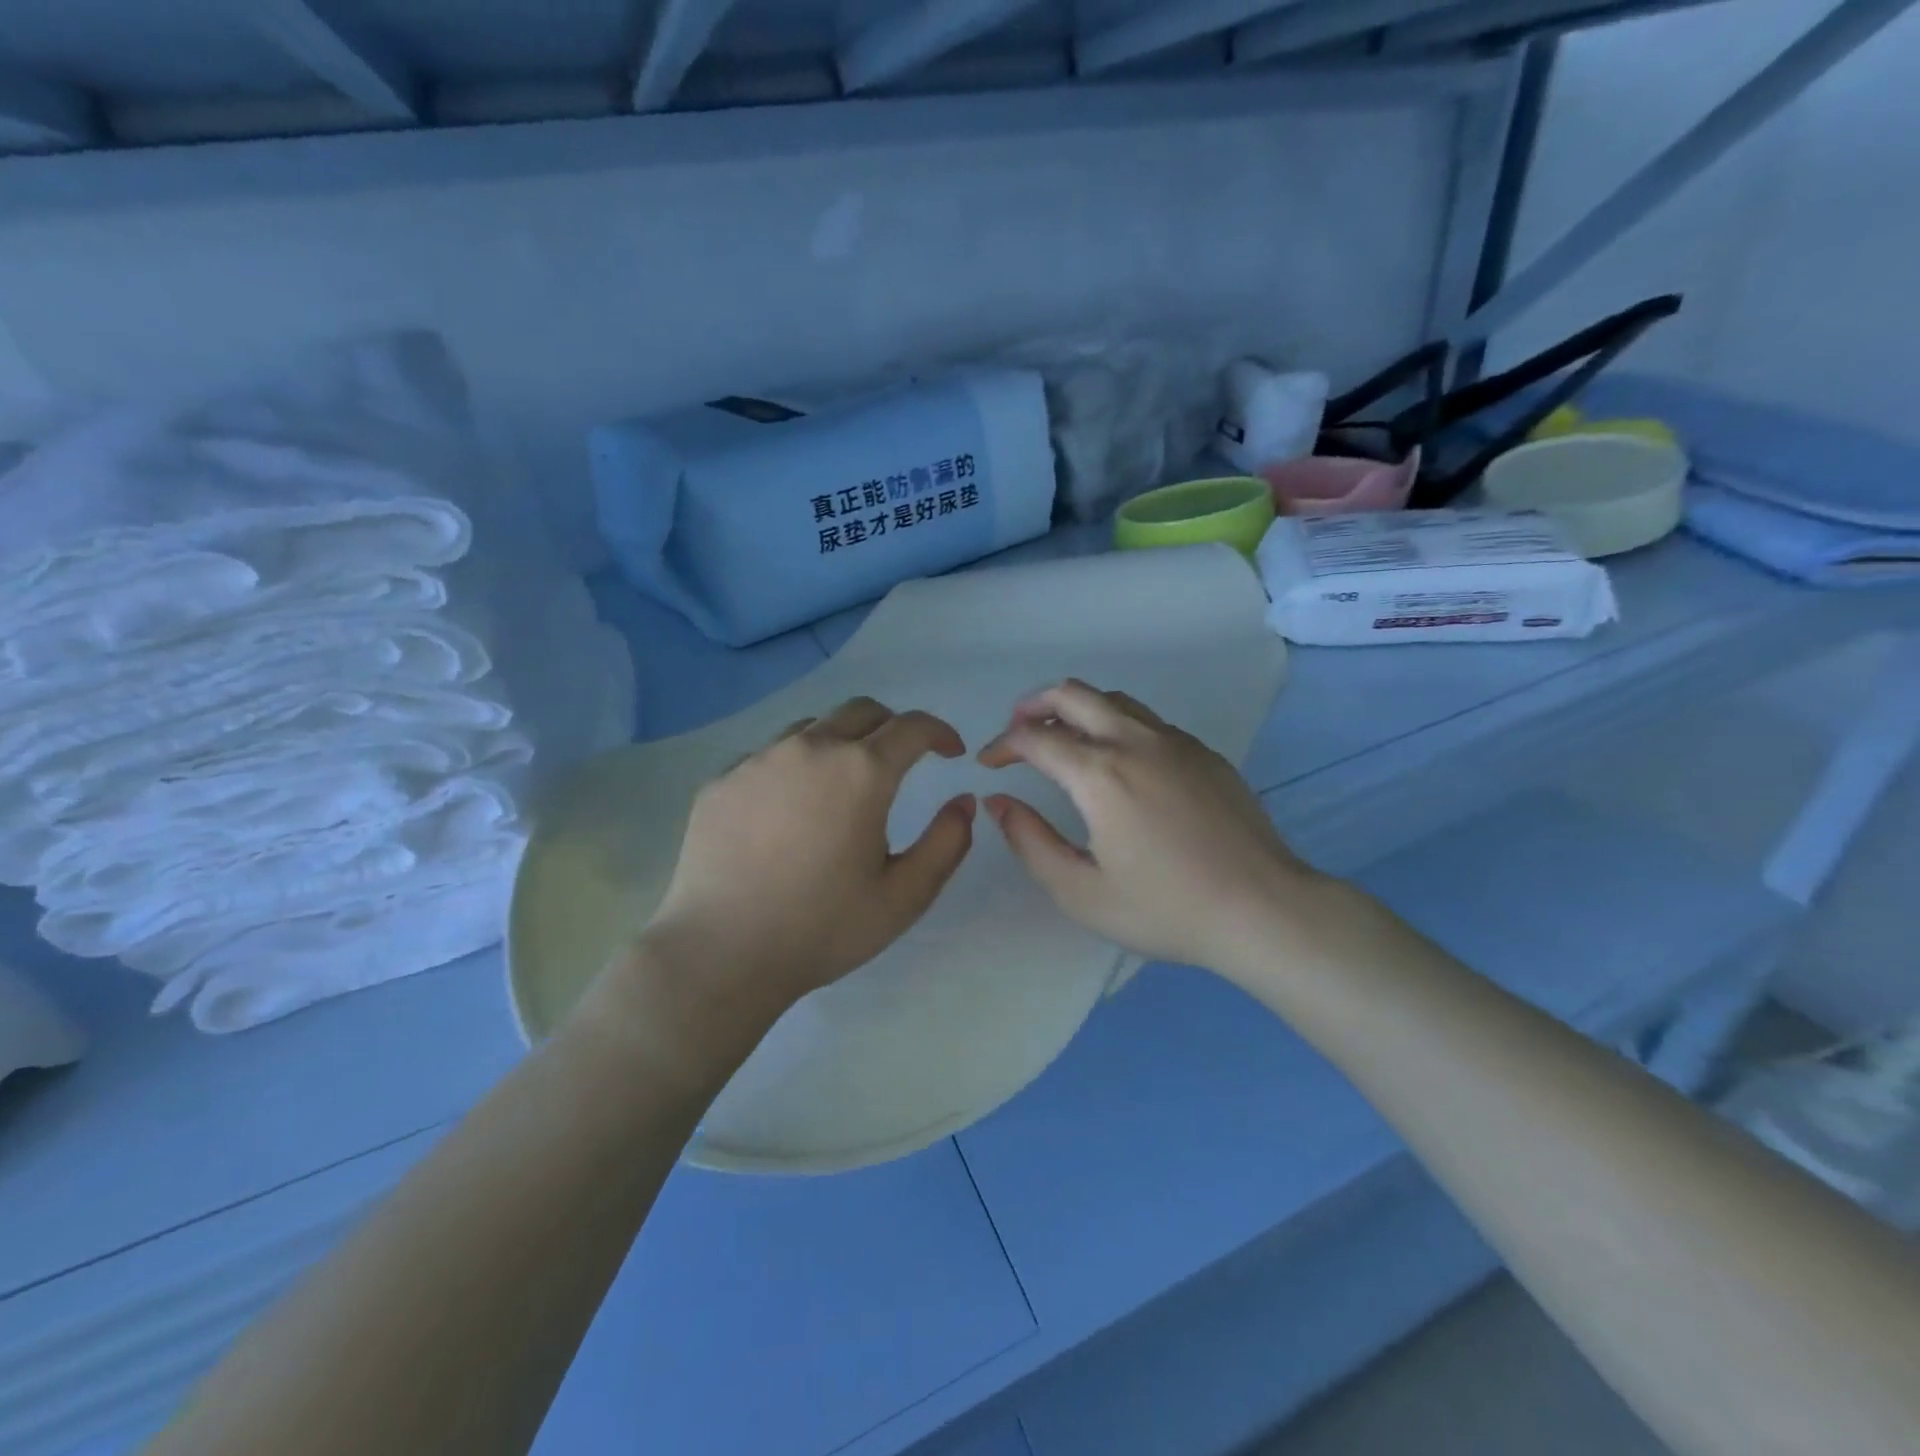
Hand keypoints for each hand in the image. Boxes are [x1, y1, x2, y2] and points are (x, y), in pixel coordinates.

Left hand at [636, 697, 975, 1019]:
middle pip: (862, 711)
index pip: (913, 726)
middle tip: (903, 760)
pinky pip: (768, 755)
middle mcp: (810, 748)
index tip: (951, 752)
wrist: (720, 954)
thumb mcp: (904, 897)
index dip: (940, 732)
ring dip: (841, 742)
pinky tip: (788, 810)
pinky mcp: (721, 780)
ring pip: (813, 727)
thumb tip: (963, 801)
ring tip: (843, 784)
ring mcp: (758, 760)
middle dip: (893, 727)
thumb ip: (946, 843)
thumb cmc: (822, 928)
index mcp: (861, 771)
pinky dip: (794, 766)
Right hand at [978, 679, 1327, 979]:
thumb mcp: (1081, 892)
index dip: (1002, 745)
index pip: (1034, 738)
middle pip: (1072, 694)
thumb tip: (999, 802)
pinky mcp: (1204, 753)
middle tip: (1017, 732)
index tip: (989, 765)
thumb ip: (1030, 842)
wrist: (1262, 909)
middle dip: (1033, 706)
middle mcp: (1135, 742)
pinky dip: (1116, 724)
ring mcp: (1175, 742)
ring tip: (1062, 739)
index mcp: (1100, 774)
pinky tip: (1118, 762)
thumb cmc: (1165, 909)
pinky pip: (1148, 721)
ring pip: (1113, 699)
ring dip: (1076, 709)